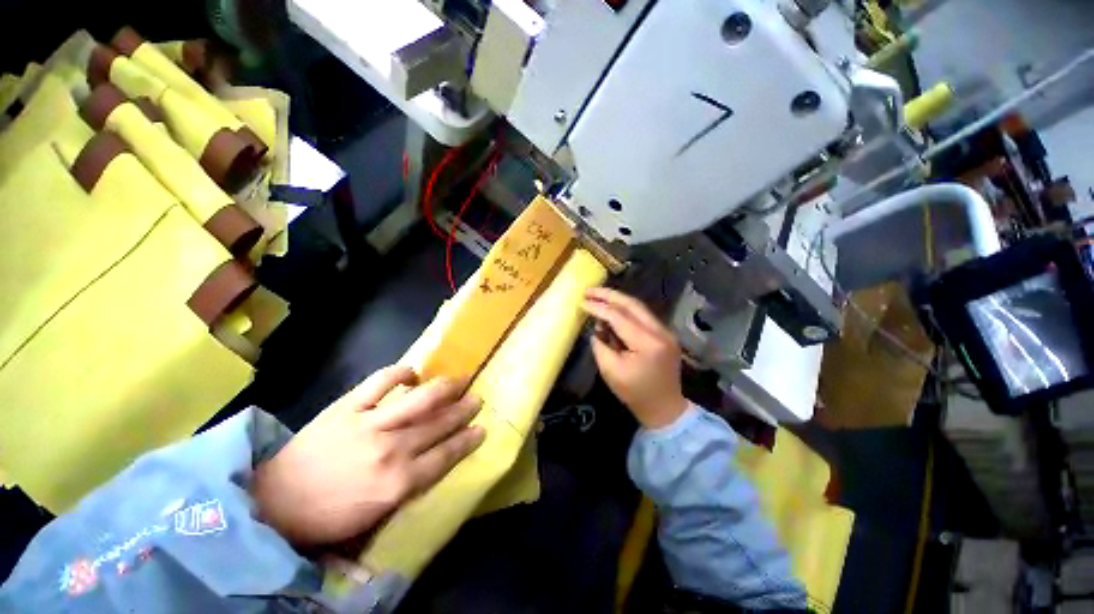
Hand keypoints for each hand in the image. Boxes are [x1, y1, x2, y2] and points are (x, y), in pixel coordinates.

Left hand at [251, 366, 484, 546]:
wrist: (274, 502)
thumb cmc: (329, 515)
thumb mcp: (376, 515)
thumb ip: (411, 486)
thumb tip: (436, 460)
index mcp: (398, 483)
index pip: (446, 455)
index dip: (468, 439)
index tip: (482, 428)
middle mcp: (391, 451)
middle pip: (439, 425)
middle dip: (463, 410)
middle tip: (477, 398)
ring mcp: (369, 425)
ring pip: (419, 400)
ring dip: (444, 388)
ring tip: (458, 380)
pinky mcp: (347, 407)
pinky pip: (380, 382)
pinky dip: (400, 373)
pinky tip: (413, 373)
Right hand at [583, 287, 688, 428]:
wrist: (664, 407)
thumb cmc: (635, 393)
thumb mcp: (610, 371)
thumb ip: (600, 345)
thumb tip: (598, 327)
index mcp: (648, 343)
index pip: (619, 317)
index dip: (599, 308)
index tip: (582, 302)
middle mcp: (661, 332)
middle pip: (633, 304)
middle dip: (609, 295)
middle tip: (589, 290)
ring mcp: (666, 332)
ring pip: (639, 307)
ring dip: (617, 300)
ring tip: (597, 296)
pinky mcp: (664, 334)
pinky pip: (643, 316)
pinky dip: (626, 311)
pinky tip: (612, 310)